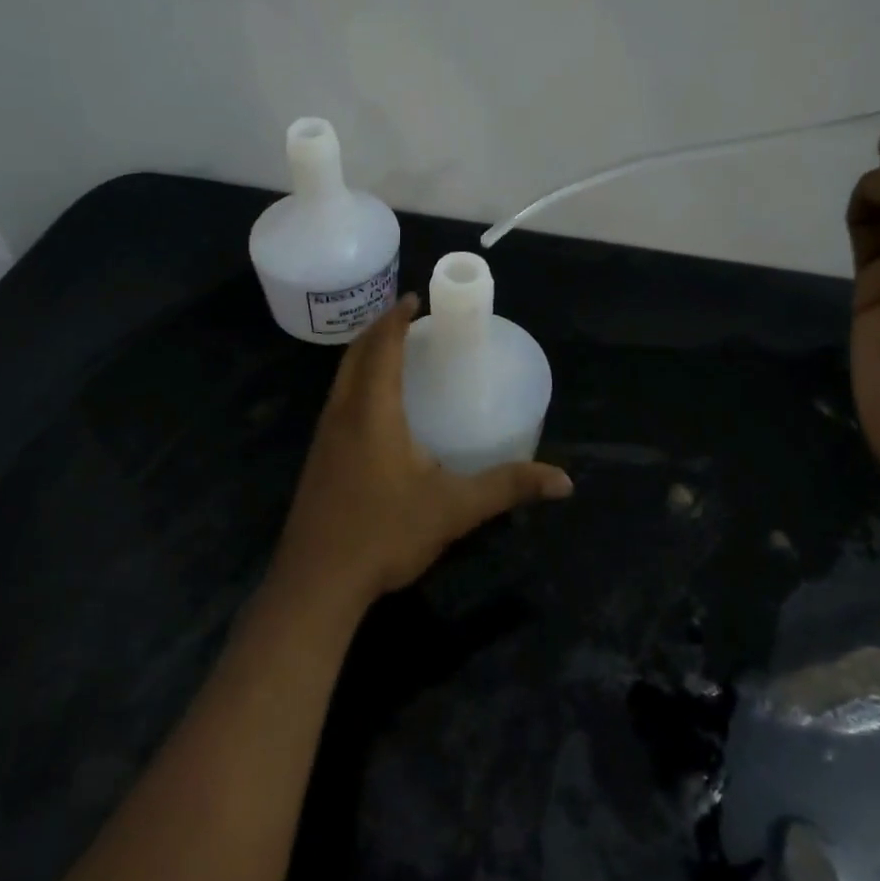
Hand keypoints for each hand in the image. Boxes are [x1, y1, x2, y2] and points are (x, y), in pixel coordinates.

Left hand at [274, 294, 573, 608]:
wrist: (316, 583)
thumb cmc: (384, 534)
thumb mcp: (453, 509)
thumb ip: (507, 488)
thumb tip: (563, 481)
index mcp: (372, 411)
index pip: (382, 347)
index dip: (397, 318)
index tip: (414, 297)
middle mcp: (343, 412)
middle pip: (356, 353)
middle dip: (380, 327)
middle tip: (408, 317)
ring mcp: (324, 435)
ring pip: (342, 376)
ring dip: (365, 353)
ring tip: (393, 349)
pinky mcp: (318, 457)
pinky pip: (338, 398)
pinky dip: (357, 379)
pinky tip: (375, 403)